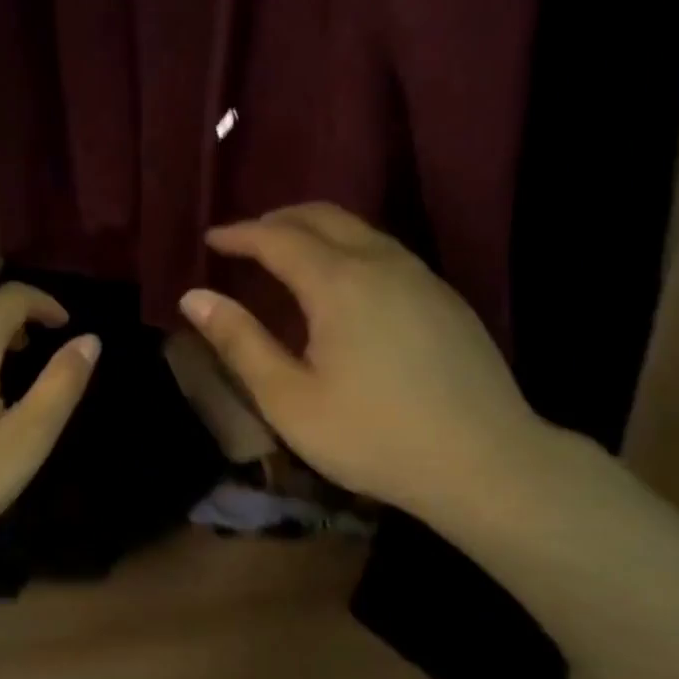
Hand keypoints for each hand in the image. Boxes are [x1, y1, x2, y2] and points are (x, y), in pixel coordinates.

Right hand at [179, 203, 547, 523]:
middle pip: (324, 217)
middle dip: (278, 220)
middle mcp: (383, 263)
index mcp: (339, 282)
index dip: (240, 234)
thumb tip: (194, 297)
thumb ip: (240, 342)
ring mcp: (422, 277)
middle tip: (245, 239)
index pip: (278, 238)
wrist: (484, 462)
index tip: (211, 238)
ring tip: (286, 257)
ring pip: (360, 231)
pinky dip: (348, 250)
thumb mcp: (288, 399)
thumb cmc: (371, 436)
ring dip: (316, 232)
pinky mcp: (445, 299)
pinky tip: (342, 286)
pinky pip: (386, 252)